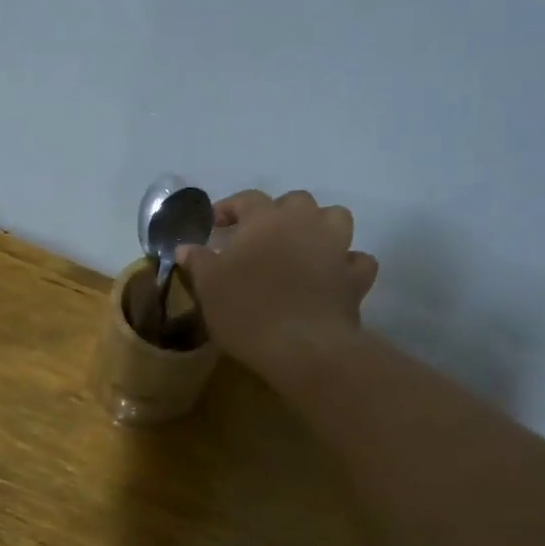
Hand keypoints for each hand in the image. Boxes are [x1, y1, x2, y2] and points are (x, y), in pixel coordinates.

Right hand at [175, 190, 377, 382]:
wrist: (302, 346)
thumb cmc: (247, 309)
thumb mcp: (208, 286)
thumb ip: (198, 261)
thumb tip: (186, 247)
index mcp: (265, 218)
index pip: (246, 199)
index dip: (229, 208)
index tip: (215, 224)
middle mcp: (304, 223)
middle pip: (296, 202)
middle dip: (278, 213)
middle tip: (260, 236)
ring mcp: (335, 248)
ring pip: (335, 218)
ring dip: (320, 226)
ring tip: (302, 245)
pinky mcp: (354, 278)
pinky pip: (357, 261)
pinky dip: (346, 264)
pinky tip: (333, 276)